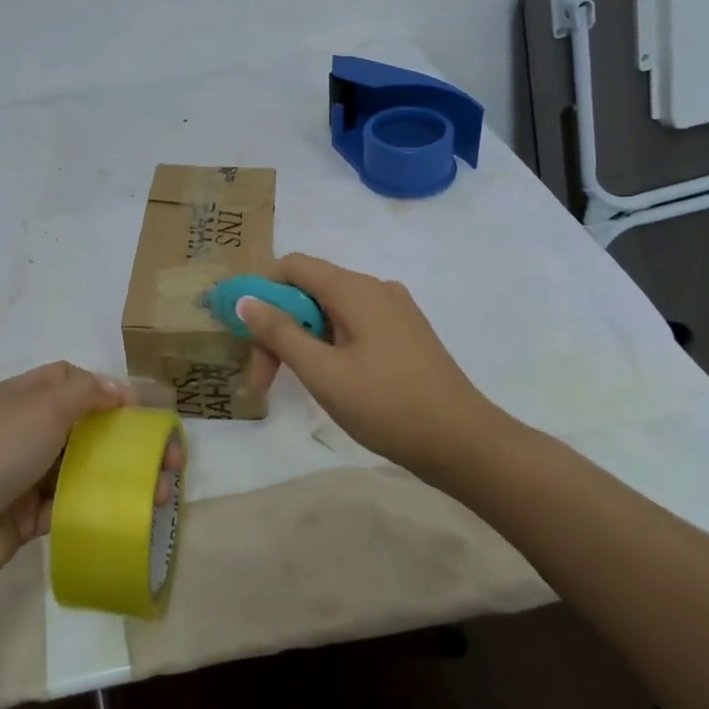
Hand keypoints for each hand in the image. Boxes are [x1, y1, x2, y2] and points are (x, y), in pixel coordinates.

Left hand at [0, 362, 182, 595]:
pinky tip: (130, 516)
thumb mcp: (42, 407)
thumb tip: (120, 389)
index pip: (70, 380)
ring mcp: (25, 475)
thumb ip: (86, 393)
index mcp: (24, 397)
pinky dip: (97, 508)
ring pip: (82, 469)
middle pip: (84, 427)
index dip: (105, 388)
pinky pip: (70, 506)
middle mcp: (25, 431)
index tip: (139, 408)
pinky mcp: (27, 517)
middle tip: (165, 459)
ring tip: (160, 493)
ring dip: (120, 477)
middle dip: (124, 439)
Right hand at [238, 253, 504, 479]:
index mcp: (355, 289)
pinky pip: (353, 325)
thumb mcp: (323, 373)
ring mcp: (394, 311)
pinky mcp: (404, 333)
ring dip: (302, 340)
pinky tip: (329, 380)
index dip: (261, 291)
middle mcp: (375, 289)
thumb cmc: (387, 406)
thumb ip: (281, 333)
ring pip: (330, 310)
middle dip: (279, 327)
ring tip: (294, 384)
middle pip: (310, 290)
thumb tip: (246, 300)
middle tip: (264, 379)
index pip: (293, 266)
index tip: (245, 334)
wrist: (463, 442)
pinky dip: (329, 344)